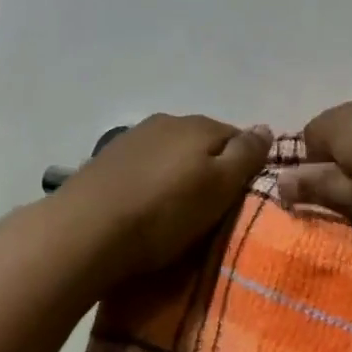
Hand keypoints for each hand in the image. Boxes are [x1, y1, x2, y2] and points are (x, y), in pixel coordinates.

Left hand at [55, 115, 271, 283]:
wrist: (85, 230)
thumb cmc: (164, 212)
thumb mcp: (219, 187)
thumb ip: (246, 155)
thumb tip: (266, 127)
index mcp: (199, 125)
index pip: (238, 137)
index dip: (245, 166)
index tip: (243, 197)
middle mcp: (166, 121)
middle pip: (203, 143)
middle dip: (211, 169)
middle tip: (213, 209)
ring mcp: (133, 139)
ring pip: (171, 154)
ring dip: (179, 175)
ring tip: (178, 212)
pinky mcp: (107, 161)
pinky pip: (145, 167)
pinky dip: (152, 183)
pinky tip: (146, 207)